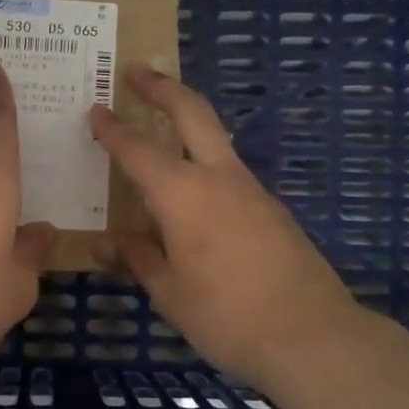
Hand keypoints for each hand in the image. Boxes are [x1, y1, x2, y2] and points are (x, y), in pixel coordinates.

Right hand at [89, 66, 361, 383]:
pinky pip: (230, 173)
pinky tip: (193, 196)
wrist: (313, 337)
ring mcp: (252, 190)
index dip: (113, 128)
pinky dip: (205, 164)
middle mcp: (219, 178)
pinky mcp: (273, 209)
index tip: (95, 108)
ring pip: (216, 140)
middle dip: (163, 87)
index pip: (138, 150)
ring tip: (160, 129)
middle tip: (138, 71)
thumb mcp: (170, 293)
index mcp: (183, 195)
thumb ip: (137, 259)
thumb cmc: (227, 316)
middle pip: (192, 113)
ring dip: (188, 122)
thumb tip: (106, 244)